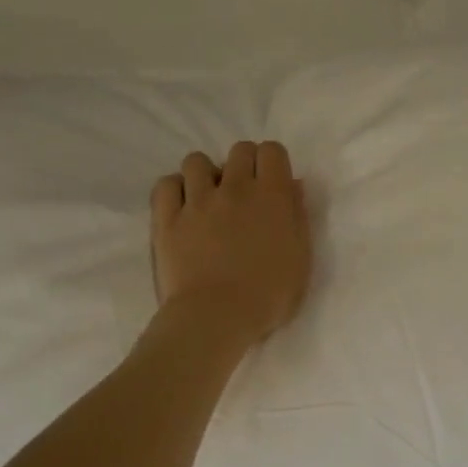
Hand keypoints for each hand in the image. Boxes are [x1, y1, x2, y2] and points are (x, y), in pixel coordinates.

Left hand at [151, 142, 311, 341]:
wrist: (217, 316)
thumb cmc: (269, 295)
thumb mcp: (301, 259)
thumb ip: (298, 218)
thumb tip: (293, 187)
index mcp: (272, 197)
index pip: (272, 151)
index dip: (273, 164)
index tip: (273, 185)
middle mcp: (235, 188)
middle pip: (239, 150)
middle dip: (244, 166)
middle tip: (245, 195)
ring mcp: (197, 200)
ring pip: (197, 161)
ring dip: (207, 175)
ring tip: (210, 200)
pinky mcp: (167, 217)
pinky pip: (166, 184)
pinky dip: (175, 190)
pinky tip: (183, 207)